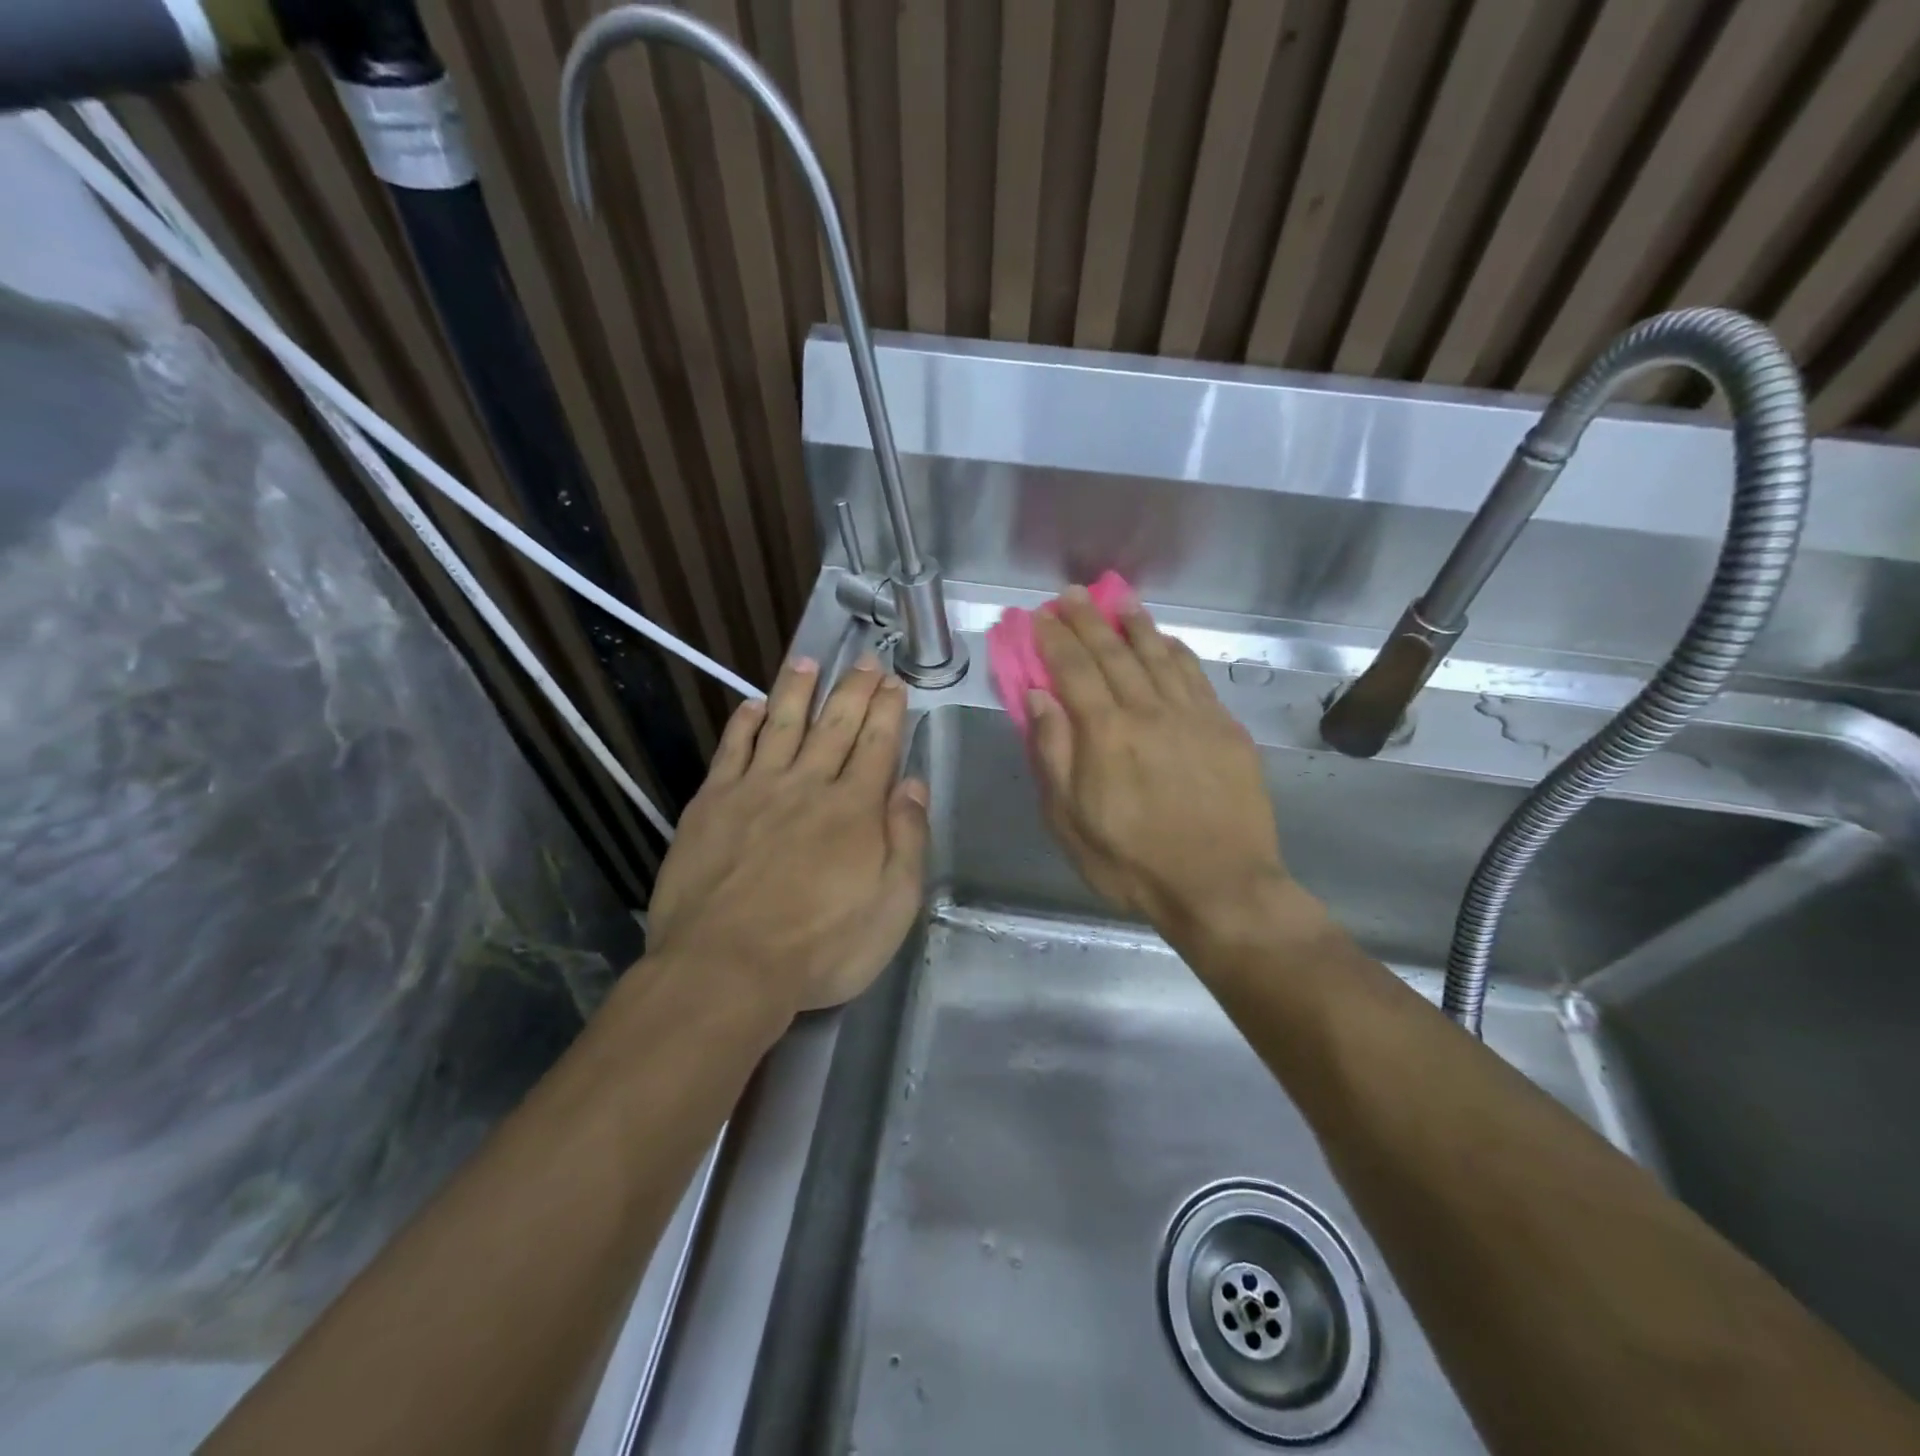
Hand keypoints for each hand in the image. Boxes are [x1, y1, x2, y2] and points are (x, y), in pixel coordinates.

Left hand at [645, 653, 928, 1016]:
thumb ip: (906, 839)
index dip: (887, 710)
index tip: (894, 681)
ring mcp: (756, 789)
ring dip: (797, 690)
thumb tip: (913, 784)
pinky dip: (743, 724)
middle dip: (853, 689)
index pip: (877, 745)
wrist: (726, 967)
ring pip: (781, 724)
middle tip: (864, 660)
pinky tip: (751, 706)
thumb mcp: (892, 906)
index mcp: (855, 808)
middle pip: (835, 724)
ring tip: (808, 661)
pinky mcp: (711, 804)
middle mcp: (808, 785)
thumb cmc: (821, 946)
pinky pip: (731, 750)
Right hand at [1029, 589, 1289, 944]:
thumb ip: (1054, 754)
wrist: (1221, 887)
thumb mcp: (1070, 821)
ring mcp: (1192, 716)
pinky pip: (1196, 676)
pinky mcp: (1225, 729)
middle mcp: (1149, 710)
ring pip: (1158, 655)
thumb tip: (1039, 698)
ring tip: (1118, 600)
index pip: (1074, 670)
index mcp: (1106, 733)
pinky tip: (1167, 641)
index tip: (1040, 615)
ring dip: (1135, 624)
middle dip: (1088, 620)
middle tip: (1071, 595)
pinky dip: (1177, 652)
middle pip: (1114, 653)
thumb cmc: (1132, 862)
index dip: (1055, 639)